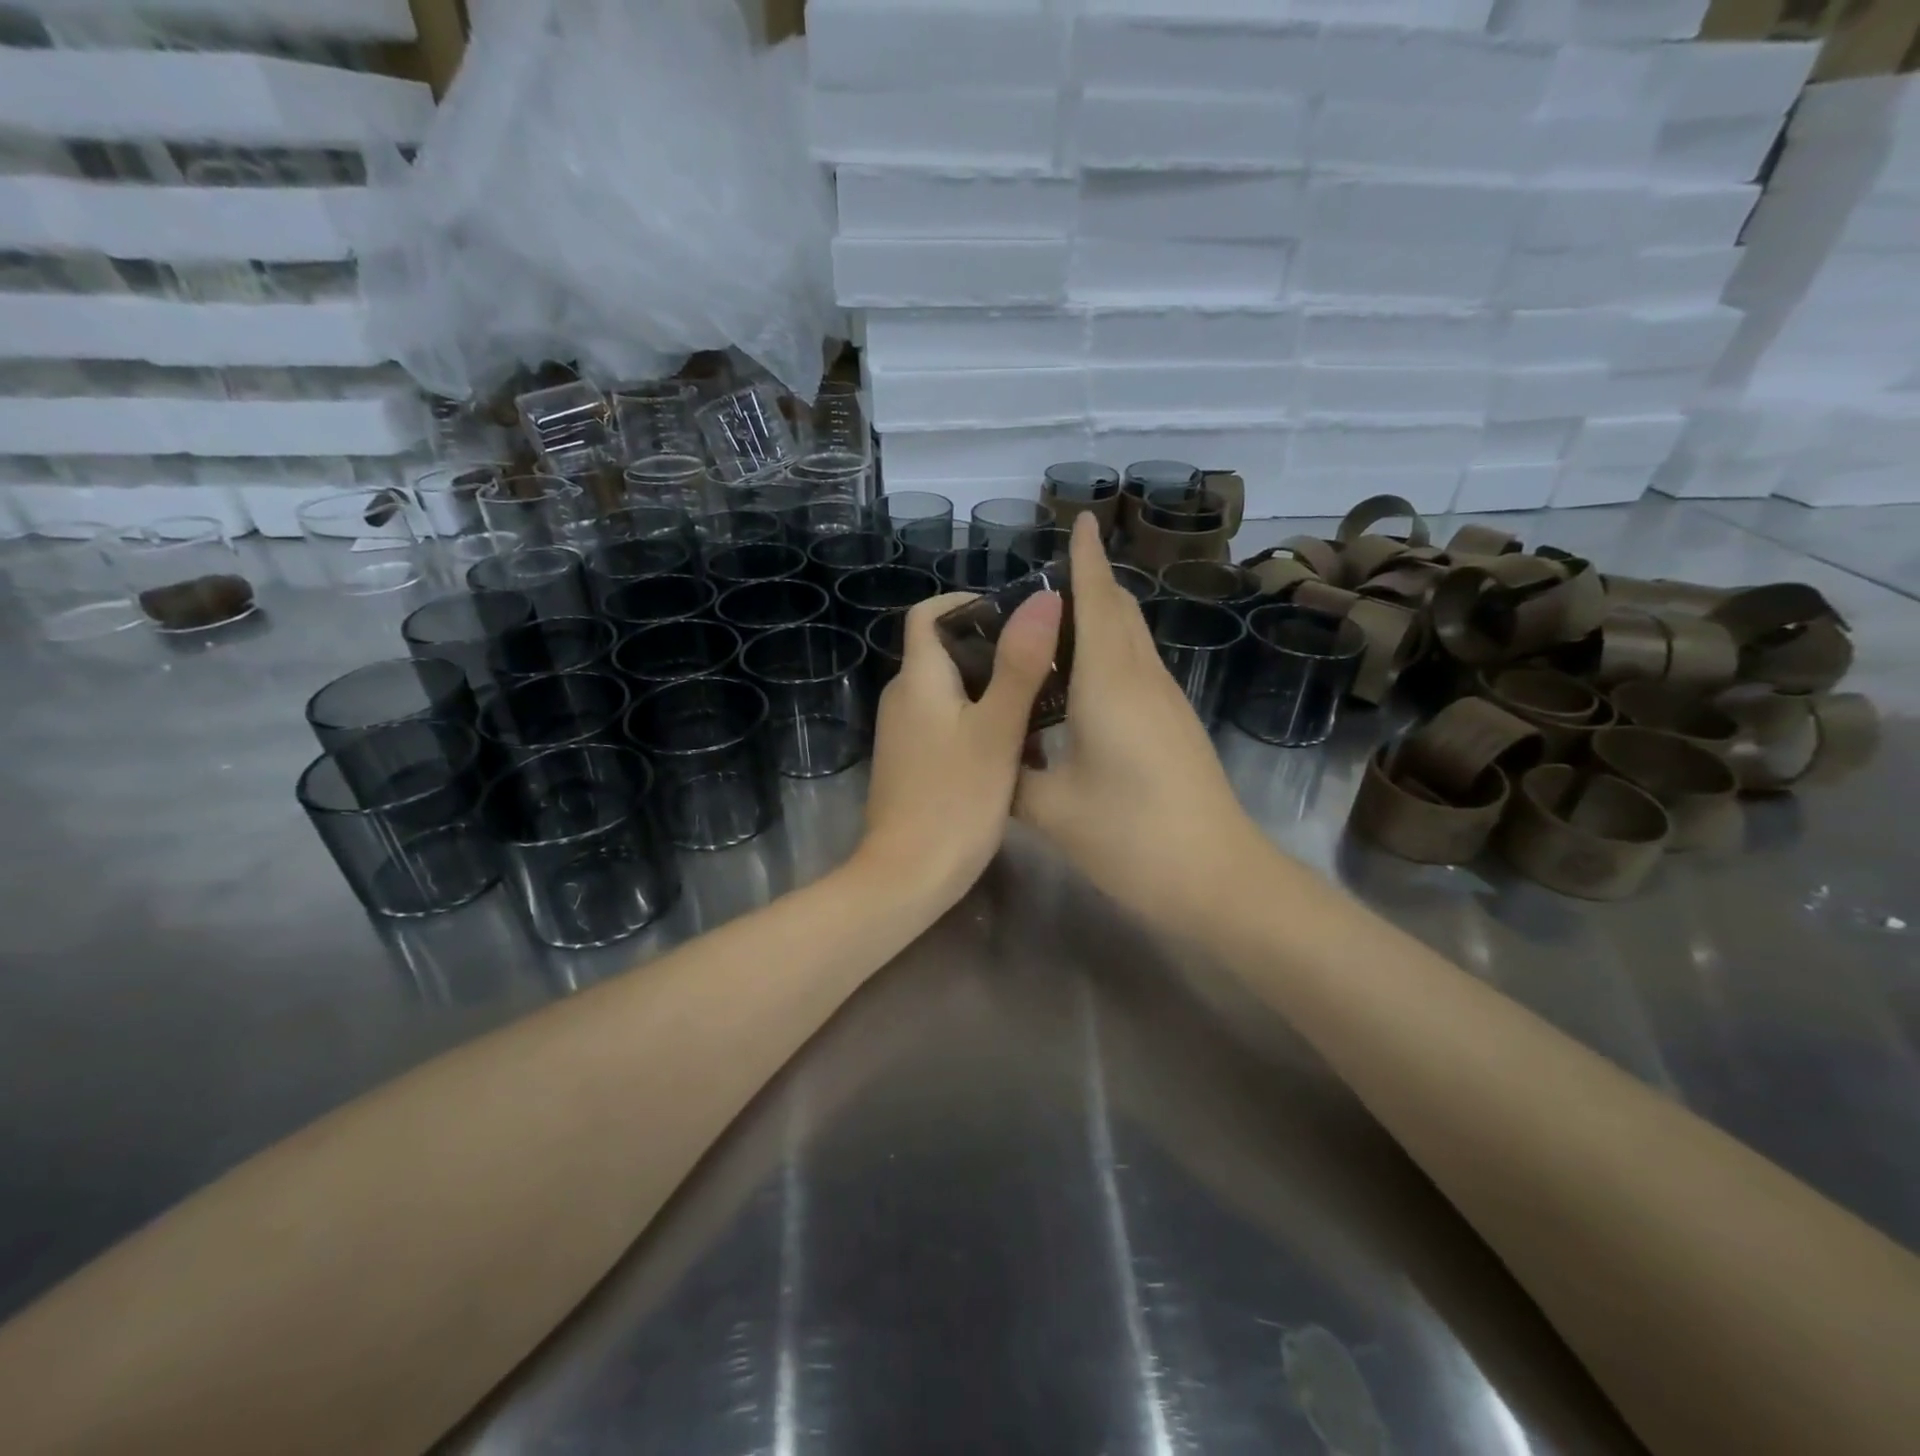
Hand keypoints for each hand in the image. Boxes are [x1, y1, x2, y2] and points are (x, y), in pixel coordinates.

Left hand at [855, 587, 1062, 911]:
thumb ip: (1019, 664)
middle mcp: (903, 698)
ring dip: (991, 687)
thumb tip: (1041, 598)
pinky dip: (978, 720)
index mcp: (918, 680)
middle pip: (943, 651)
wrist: (906, 877)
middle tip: (1044, 660)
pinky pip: (946, 723)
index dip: (966, 603)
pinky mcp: (912, 763)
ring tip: (1041, 700)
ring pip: (950, 690)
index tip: (1014, 614)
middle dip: (992, 648)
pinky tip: (1015, 744)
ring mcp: (904, 734)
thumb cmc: (955, 801)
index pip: (927, 615)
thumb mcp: (996, 731)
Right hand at [1015, 515, 1270, 935]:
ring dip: (1100, 619)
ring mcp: (1167, 702)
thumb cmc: (1131, 836)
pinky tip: (1081, 680)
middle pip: (1119, 613)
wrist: (1218, 878)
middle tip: (1043, 579)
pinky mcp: (1175, 726)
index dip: (1085, 559)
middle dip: (1090, 583)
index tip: (1079, 519)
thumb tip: (987, 757)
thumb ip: (1011, 775)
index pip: (1095, 602)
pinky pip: (1137, 669)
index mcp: (1109, 683)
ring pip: (1131, 640)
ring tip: (1053, 625)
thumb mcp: (1052, 809)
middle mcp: (1142, 679)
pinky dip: (1109, 654)